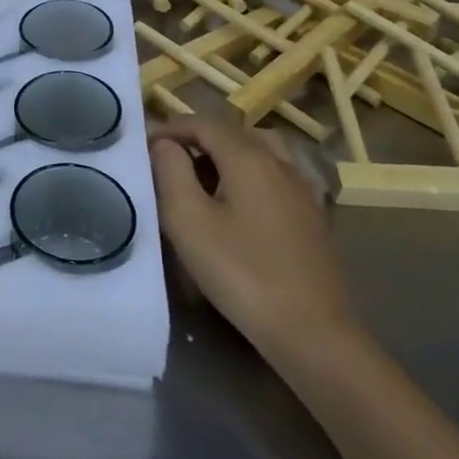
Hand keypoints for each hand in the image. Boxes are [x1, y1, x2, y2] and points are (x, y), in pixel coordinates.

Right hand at [150, 115, 358, 357]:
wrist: (314, 334)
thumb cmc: (242, 273)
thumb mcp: (189, 221)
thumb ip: (171, 172)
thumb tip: (164, 144)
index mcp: (249, 157)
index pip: (204, 123)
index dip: (171, 128)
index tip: (143, 144)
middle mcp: (280, 162)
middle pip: (233, 133)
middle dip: (197, 137)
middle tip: (167, 158)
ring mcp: (303, 189)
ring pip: (260, 150)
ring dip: (226, 152)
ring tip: (202, 173)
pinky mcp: (313, 216)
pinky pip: (276, 174)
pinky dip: (250, 171)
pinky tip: (239, 200)